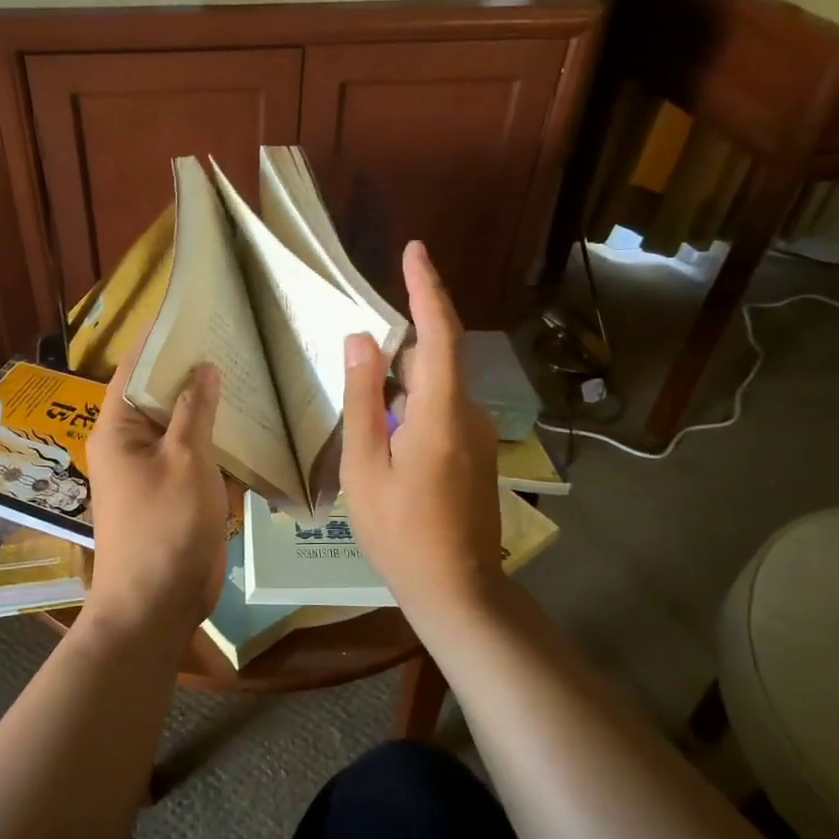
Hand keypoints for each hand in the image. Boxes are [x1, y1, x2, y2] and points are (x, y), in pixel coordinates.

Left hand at [83, 356, 227, 639]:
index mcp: (117, 429)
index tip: (192, 310)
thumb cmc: (165, 527)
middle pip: (160, 395)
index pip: (134, 368)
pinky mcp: (175, 493)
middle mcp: (130, 443)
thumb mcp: (185, 461)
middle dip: (194, 370)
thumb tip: (203, 367)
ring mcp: (153, 470)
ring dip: (211, 407)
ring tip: (249, 372)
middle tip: (234, 337)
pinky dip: (219, 443)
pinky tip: (253, 425)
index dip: (160, 339)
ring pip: (182, 426)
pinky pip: (196, 456)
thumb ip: (195, 411)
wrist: (156, 605)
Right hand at [341, 241, 503, 622]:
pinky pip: (442, 408)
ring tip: (368, 379)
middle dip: (410, 328)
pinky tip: (385, 423)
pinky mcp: (475, 452)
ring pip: (439, 384)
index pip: (439, 333)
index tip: (414, 251)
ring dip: (406, 371)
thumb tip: (361, 340)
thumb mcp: (365, 467)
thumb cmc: (400, 531)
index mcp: (441, 412)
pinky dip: (413, 399)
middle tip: (369, 323)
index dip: (426, 288)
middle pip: (440, 354)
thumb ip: (362, 400)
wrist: (456, 587)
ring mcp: (477, 434)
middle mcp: (468, 413)